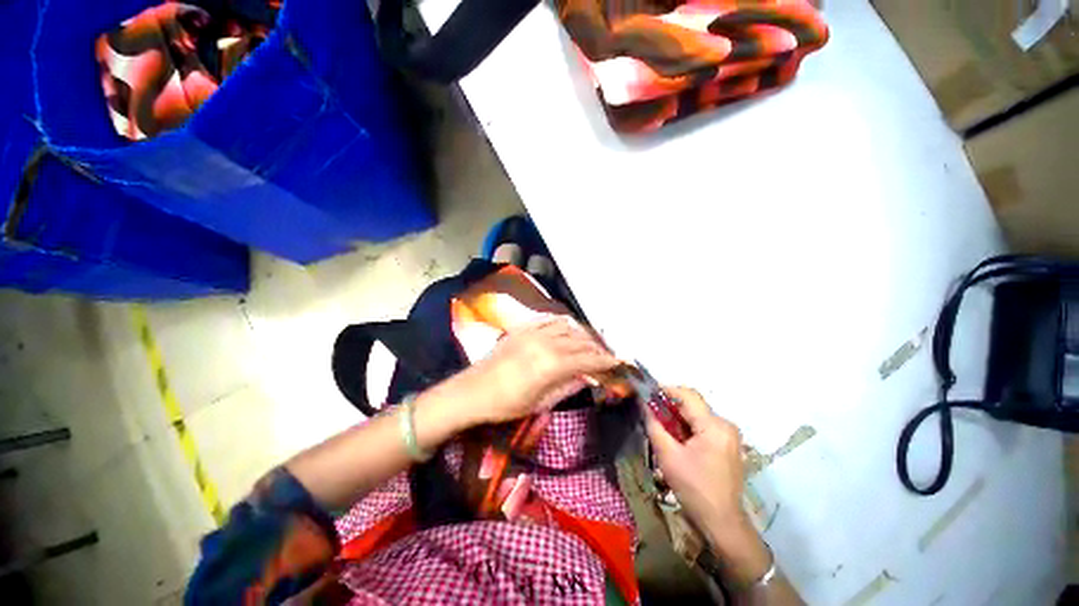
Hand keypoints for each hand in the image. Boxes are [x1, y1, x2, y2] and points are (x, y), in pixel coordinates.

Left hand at [457, 316, 618, 425]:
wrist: (473, 391)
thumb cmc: (506, 404)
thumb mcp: (541, 403)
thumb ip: (568, 386)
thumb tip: (589, 376)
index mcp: (551, 365)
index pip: (587, 359)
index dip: (606, 360)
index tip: (619, 361)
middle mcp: (546, 343)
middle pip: (580, 341)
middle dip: (598, 347)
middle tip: (607, 354)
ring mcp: (533, 332)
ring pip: (568, 327)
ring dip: (583, 334)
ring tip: (591, 343)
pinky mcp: (523, 327)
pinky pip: (549, 319)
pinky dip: (563, 322)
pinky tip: (569, 327)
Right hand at [645, 387, 770, 584]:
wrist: (722, 523)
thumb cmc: (694, 488)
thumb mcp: (667, 455)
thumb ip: (654, 424)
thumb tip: (643, 402)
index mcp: (714, 426)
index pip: (687, 395)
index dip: (664, 390)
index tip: (645, 393)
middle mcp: (725, 425)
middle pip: (692, 404)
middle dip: (669, 405)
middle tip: (649, 412)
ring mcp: (729, 435)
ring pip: (697, 414)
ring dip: (677, 417)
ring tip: (660, 427)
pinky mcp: (727, 444)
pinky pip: (703, 425)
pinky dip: (687, 427)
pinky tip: (676, 439)